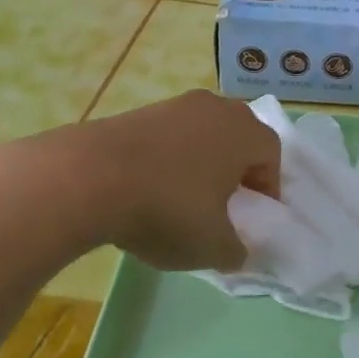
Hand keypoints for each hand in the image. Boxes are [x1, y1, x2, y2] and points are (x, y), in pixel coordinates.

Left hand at [0, 91, 279, 272]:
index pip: (272, 155)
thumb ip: (235, 251)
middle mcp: (214, 108)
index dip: (268, 188)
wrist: (86, 179)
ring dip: (199, 164)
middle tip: (223, 204)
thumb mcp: (212, 246)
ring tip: (181, 200)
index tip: (252, 216)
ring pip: (201, 135)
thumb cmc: (168, 208)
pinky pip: (167, 137)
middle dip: (236, 170)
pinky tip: (147, 191)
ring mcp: (172, 105)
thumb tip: (236, 252)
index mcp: (244, 132)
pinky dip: (166, 160)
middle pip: (238, 138)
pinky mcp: (135, 112)